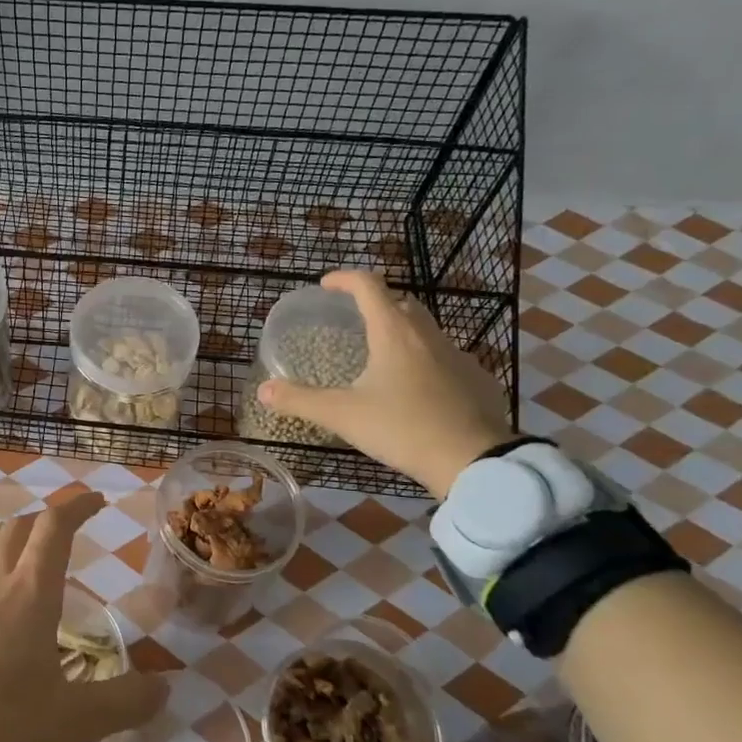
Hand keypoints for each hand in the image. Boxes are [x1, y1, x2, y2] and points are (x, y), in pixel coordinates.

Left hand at [0, 494, 167, 741]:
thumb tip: (162, 688)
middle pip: (17, 529)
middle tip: (68, 534)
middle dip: (45, 521)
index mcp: (30, 595)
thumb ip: (123, 703)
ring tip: (26, 557)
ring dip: (9, 540)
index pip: (54, 528)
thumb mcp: (72, 723)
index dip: (77, 507)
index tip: (98, 503)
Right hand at [257, 270, 514, 497]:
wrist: (476, 462)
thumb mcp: (343, 415)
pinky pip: (445, 359)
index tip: (326, 285)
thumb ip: (301, 400)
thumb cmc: (403, 428)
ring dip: (401, 333)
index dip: (345, 279)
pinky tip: (415, 390)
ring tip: (380, 358)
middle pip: (401, 303)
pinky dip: (425, 362)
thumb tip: (264, 390)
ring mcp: (458, 356)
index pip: (369, 286)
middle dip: (376, 304)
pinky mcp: (477, 380)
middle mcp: (428, 335)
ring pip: (425, 331)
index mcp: (394, 333)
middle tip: (353, 321)